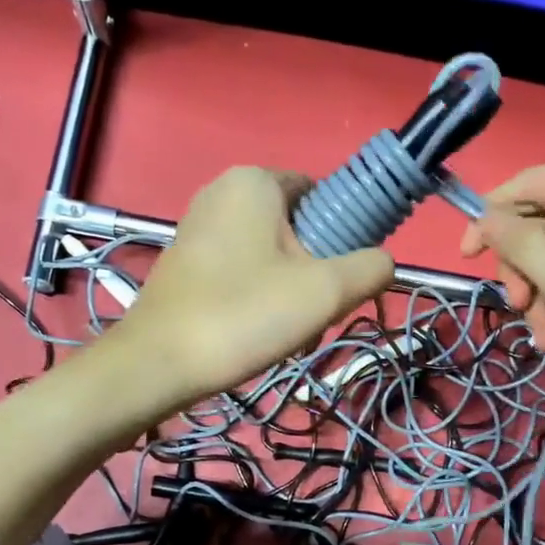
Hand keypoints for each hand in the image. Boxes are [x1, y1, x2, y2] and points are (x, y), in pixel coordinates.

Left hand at [103, 167, 393, 408]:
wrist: (159, 363)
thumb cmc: (245, 315)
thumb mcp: (326, 292)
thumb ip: (371, 269)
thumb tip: (384, 264)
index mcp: (256, 181)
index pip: (323, 193)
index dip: (344, 236)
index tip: (341, 281)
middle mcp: (223, 191)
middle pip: (298, 228)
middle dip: (316, 272)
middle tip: (314, 314)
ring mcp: (198, 226)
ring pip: (271, 255)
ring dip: (291, 292)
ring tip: (286, 330)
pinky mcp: (185, 261)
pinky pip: (242, 271)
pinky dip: (259, 297)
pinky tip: (257, 332)